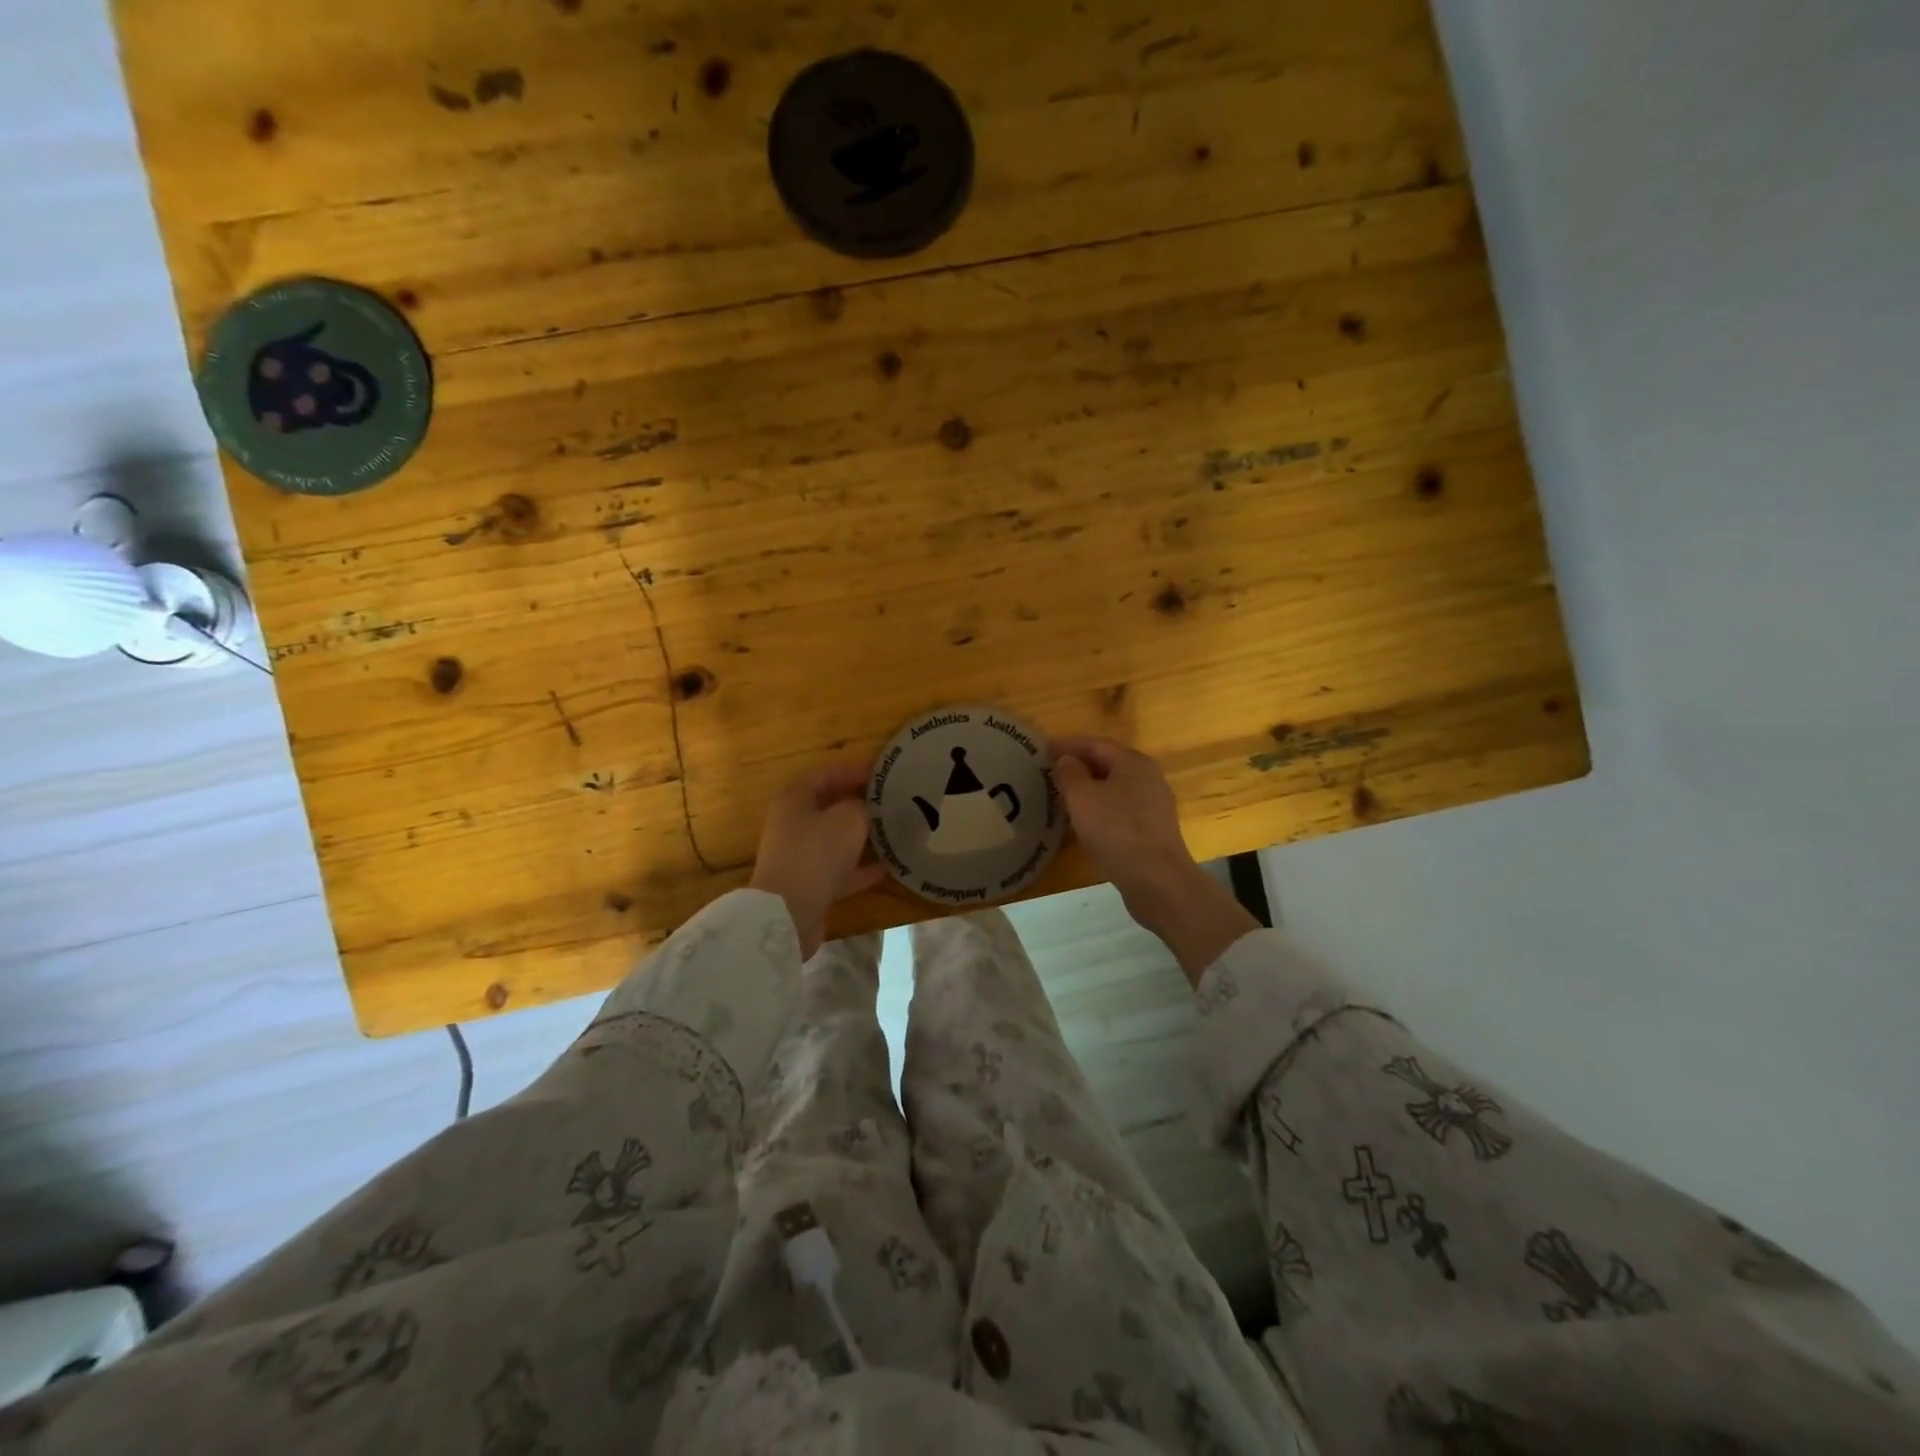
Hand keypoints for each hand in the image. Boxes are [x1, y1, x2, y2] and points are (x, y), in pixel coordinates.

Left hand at [750, 763, 885, 960]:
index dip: (854, 771)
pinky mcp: (809, 883)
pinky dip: (861, 867)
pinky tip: (888, 866)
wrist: (789, 912)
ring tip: (894, 832)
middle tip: (891, 802)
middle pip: (830, 806)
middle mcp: (793, 823)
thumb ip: (861, 806)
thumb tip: (865, 808)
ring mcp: (799, 855)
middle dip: (860, 804)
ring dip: (863, 836)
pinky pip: (840, 868)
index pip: (826, 774)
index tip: (883, 775)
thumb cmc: (817, 853)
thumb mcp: (848, 819)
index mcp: (795, 799)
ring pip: (836, 838)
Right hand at [1051, 736, 1256, 984]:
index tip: (1042, 749)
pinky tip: (1084, 823)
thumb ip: (1069, 773)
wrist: (1157, 880)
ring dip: (1089, 789)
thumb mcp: (1082, 797)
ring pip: (1115, 789)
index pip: (1096, 744)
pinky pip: (1120, 811)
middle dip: (1079, 766)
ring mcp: (1154, 807)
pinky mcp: (1153, 832)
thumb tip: (1066, 761)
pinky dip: (1099, 810)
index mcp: (1134, 762)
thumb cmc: (1116, 830)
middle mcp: (1149, 778)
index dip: (1068, 744)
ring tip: (1062, 796)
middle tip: (1050, 772)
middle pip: (1108, 764)